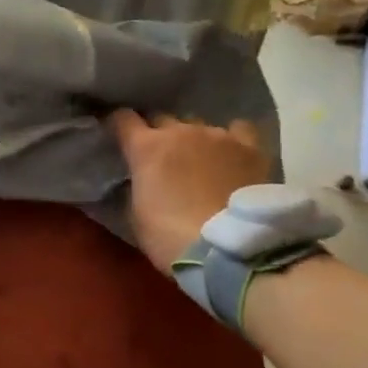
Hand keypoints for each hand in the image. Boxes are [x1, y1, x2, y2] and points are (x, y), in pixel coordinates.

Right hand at [108, 111, 270, 273]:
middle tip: (159, 157)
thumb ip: (135, 186)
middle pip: (162, 119)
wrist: (225, 248)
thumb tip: (139, 178)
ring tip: (198, 160)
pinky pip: (237, 130)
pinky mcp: (249, 147)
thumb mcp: (135, 214)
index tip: (118, 134)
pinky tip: (231, 153)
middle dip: (156, 133)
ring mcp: (217, 135)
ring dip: (191, 139)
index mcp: (146, 147)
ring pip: (197, 125)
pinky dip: (230, 138)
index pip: (123, 118)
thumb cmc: (168, 237)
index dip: (118, 124)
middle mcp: (180, 131)